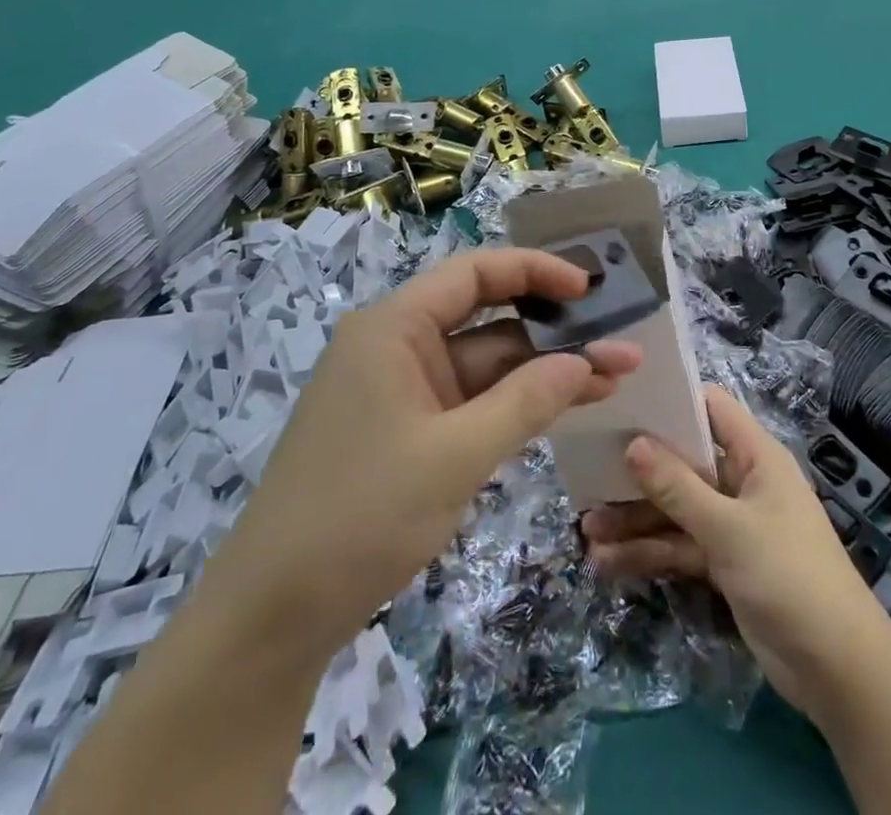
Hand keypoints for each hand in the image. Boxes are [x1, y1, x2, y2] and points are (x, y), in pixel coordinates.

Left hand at [213, 249, 642, 652]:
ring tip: (611, 380)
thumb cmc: (360, 516)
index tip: (589, 289)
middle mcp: (397, 346)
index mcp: (393, 327)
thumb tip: (588, 361)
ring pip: (484, 365)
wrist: (271, 618)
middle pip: (486, 319)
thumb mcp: (455, 455)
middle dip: (554, 333)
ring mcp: (402, 391)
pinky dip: (514, 404)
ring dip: (542, 373)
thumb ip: (527, 401)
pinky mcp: (407, 431)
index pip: (474, 273)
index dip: (535, 272)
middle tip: (620, 345)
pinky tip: (563, 409)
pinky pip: (470, 401)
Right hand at [581, 385, 890, 722]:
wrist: (837, 669)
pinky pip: (679, 547)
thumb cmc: (790, 576)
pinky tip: (607, 563)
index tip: (624, 401)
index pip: (710, 408)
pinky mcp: (723, 563)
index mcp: (755, 456)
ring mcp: (731, 524)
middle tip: (588, 472)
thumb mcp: (729, 529)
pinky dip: (649, 554)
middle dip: (639, 471)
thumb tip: (633, 443)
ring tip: (586, 530)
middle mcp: (741, 482)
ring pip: (675, 510)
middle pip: (684, 462)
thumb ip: (678, 488)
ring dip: (635, 519)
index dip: (671, 401)